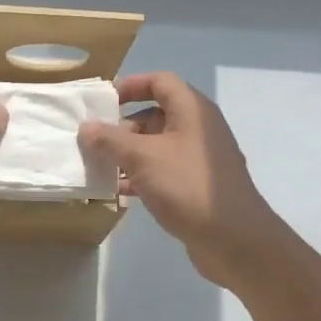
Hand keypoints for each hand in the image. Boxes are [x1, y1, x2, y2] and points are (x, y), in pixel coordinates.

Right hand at [78, 72, 288, 287]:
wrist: (235, 239)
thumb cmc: (188, 186)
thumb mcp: (142, 158)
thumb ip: (110, 140)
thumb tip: (86, 127)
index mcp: (192, 110)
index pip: (160, 81)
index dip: (131, 85)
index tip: (103, 102)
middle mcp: (199, 129)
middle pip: (156, 114)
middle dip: (123, 126)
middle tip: (95, 142)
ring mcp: (200, 159)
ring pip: (157, 145)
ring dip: (128, 153)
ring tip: (100, 167)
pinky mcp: (197, 185)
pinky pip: (164, 170)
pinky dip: (142, 175)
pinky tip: (119, 191)